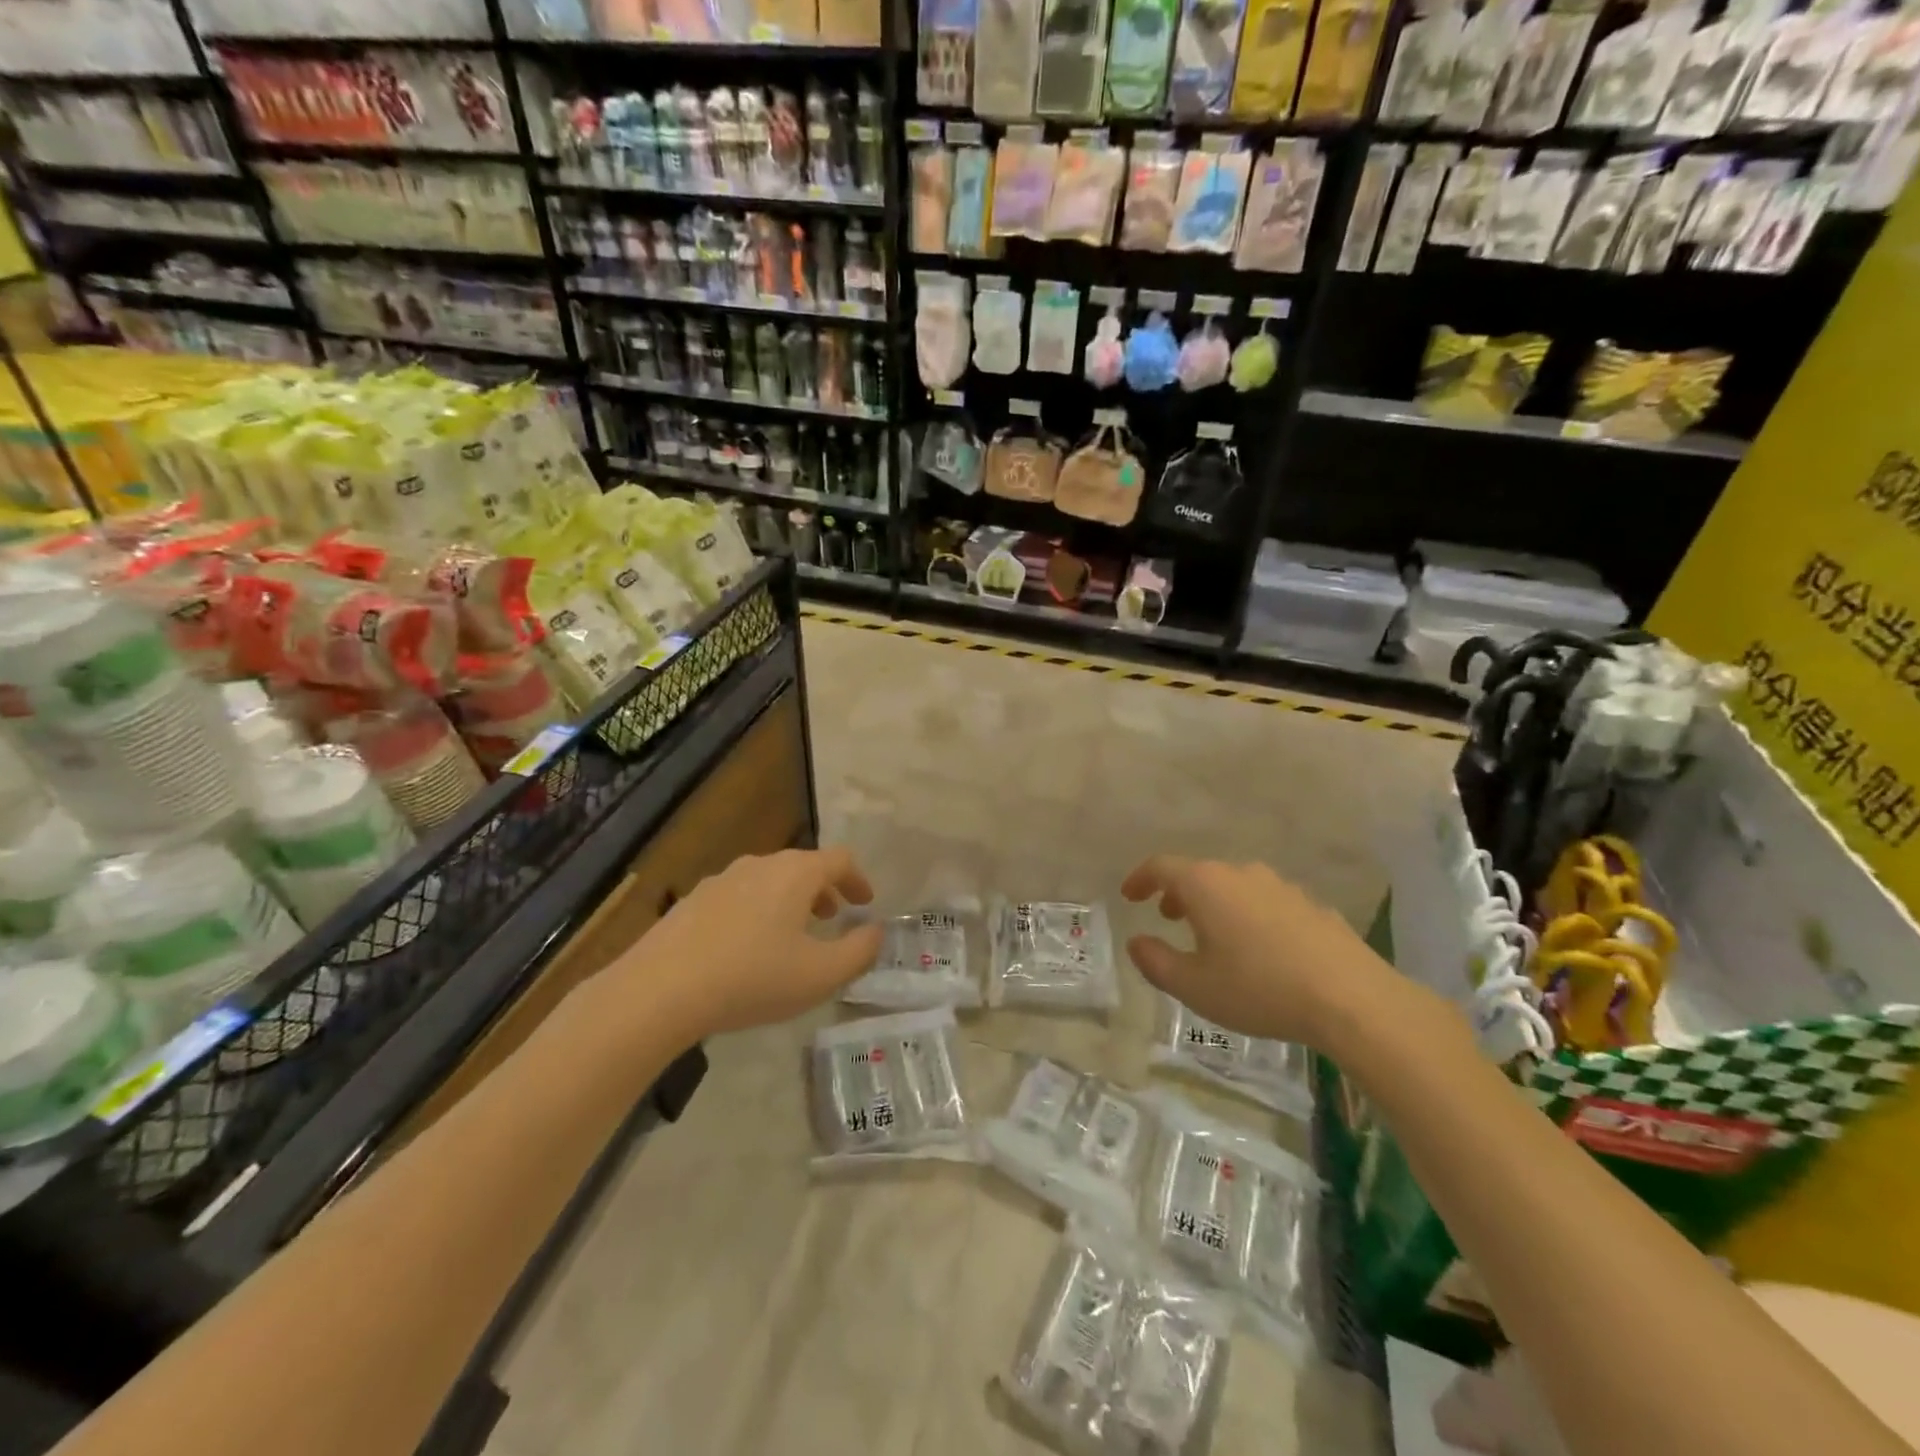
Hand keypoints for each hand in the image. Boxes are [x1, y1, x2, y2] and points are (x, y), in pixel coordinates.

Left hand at [627, 847, 883, 1040]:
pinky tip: (747, 947)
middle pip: (802, 866)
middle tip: (833, 917)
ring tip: (792, 933)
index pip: (839, 859)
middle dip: (824, 889)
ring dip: (790, 900)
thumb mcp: (821, 975)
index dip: (858, 879)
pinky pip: (739, 897)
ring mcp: (721, 880)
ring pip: (768, 880)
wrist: (659, 990)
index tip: (865, 902)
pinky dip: (757, 911)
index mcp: (795, 873)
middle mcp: (760, 865)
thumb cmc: (752, 978)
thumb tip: (875, 931)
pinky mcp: (692, 901)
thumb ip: (859, 951)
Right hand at [1121, 856, 1402, 1047]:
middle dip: (1178, 893)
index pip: (1161, 867)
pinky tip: (1259, 949)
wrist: (1352, 999)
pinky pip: (1266, 902)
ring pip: (1234, 886)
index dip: (1140, 879)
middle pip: (1199, 873)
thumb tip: (1137, 942)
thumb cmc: (1259, 989)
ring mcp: (1281, 886)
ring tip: (1212, 935)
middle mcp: (1241, 873)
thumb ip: (1155, 962)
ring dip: (1215, 904)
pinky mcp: (1311, 905)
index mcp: (1206, 885)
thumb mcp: (1194, 986)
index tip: (1130, 895)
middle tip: (1168, 917)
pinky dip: (1249, 915)